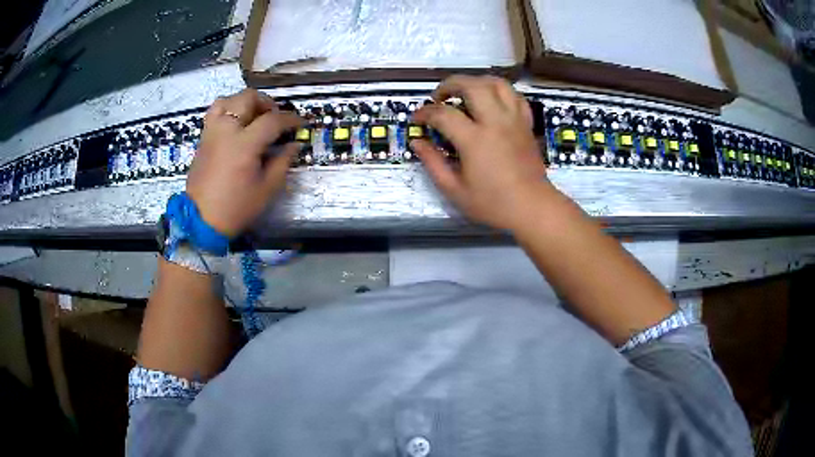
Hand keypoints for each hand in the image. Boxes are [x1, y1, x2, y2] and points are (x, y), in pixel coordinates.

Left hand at [186, 89, 302, 236]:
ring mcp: (212, 132)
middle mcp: (226, 130)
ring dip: (245, 102)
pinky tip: (235, 123)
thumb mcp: (267, 189)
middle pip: (248, 98)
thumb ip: (283, 162)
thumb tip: (294, 144)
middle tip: (275, 117)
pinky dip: (228, 109)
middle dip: (267, 103)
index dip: (291, 119)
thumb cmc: (236, 207)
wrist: (201, 220)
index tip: (301, 123)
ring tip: (253, 115)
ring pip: (228, 99)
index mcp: (244, 144)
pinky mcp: (203, 138)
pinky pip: (215, 111)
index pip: (272, 120)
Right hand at [411, 75, 549, 230]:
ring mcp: (514, 120)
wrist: (532, 207)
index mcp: (475, 140)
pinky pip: (515, 96)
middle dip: (450, 84)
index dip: (424, 113)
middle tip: (439, 97)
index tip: (416, 119)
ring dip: (476, 81)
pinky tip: (492, 101)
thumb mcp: (455, 190)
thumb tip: (417, 142)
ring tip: (465, 92)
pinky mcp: (526, 124)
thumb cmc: (493, 203)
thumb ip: (433, 163)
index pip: (443, 114)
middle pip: (472, 85)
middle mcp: (495, 122)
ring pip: (497, 84)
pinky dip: (501, 92)